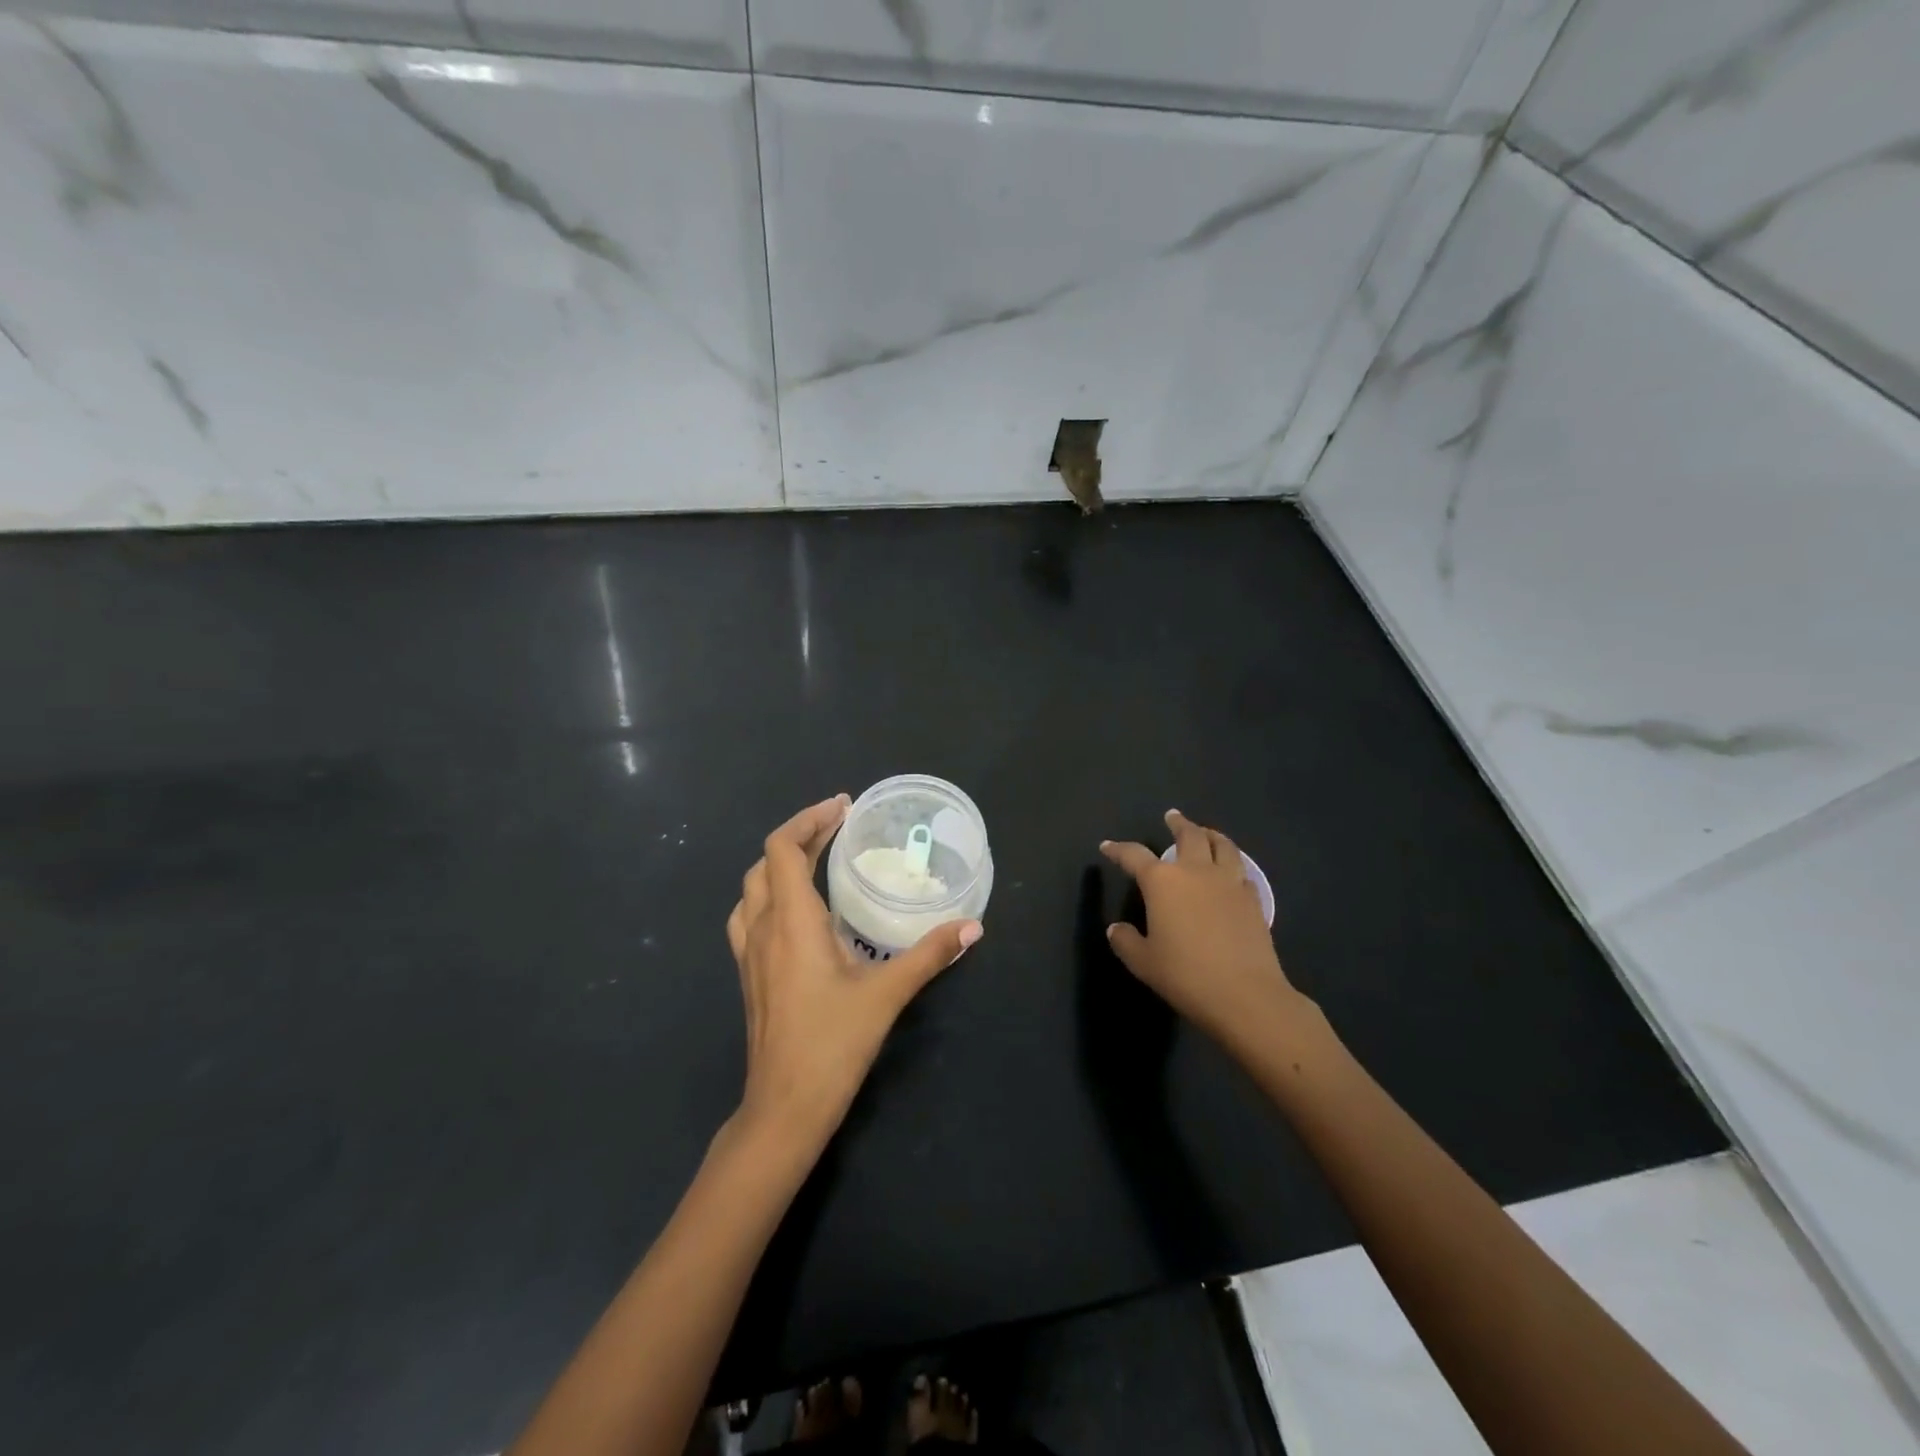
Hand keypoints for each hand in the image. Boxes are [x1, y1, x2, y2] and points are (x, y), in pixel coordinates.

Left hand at [726, 794, 982, 1150]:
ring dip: (781, 864)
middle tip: (840, 828)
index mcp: (791, 921)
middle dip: (801, 836)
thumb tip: (971, 927)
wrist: (783, 1107)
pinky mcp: (749, 974)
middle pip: (767, 861)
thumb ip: (929, 955)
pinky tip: (796, 912)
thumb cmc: (832, 1044)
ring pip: (753, 888)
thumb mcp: (887, 994)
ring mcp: (749, 953)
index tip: (843, 807)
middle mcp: (762, 928)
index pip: (783, 848)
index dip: (809, 819)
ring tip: (818, 860)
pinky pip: (749, 916)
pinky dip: (769, 894)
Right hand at [1100, 810, 1310, 1047]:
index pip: (1134, 856)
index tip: (1108, 847)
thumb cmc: (1185, 975)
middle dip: (1178, 823)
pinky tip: (1231, 873)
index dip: (1119, 850)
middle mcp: (1196, 872)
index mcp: (1162, 882)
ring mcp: (1229, 883)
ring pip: (1222, 845)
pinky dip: (1232, 865)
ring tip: (1206, 832)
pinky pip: (1242, 872)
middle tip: (1172, 816)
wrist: (1244, 995)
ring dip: (1211, 834)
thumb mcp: (1143, 962)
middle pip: (1188, 835)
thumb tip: (1117, 929)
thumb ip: (1126, 941)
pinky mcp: (1253, 899)